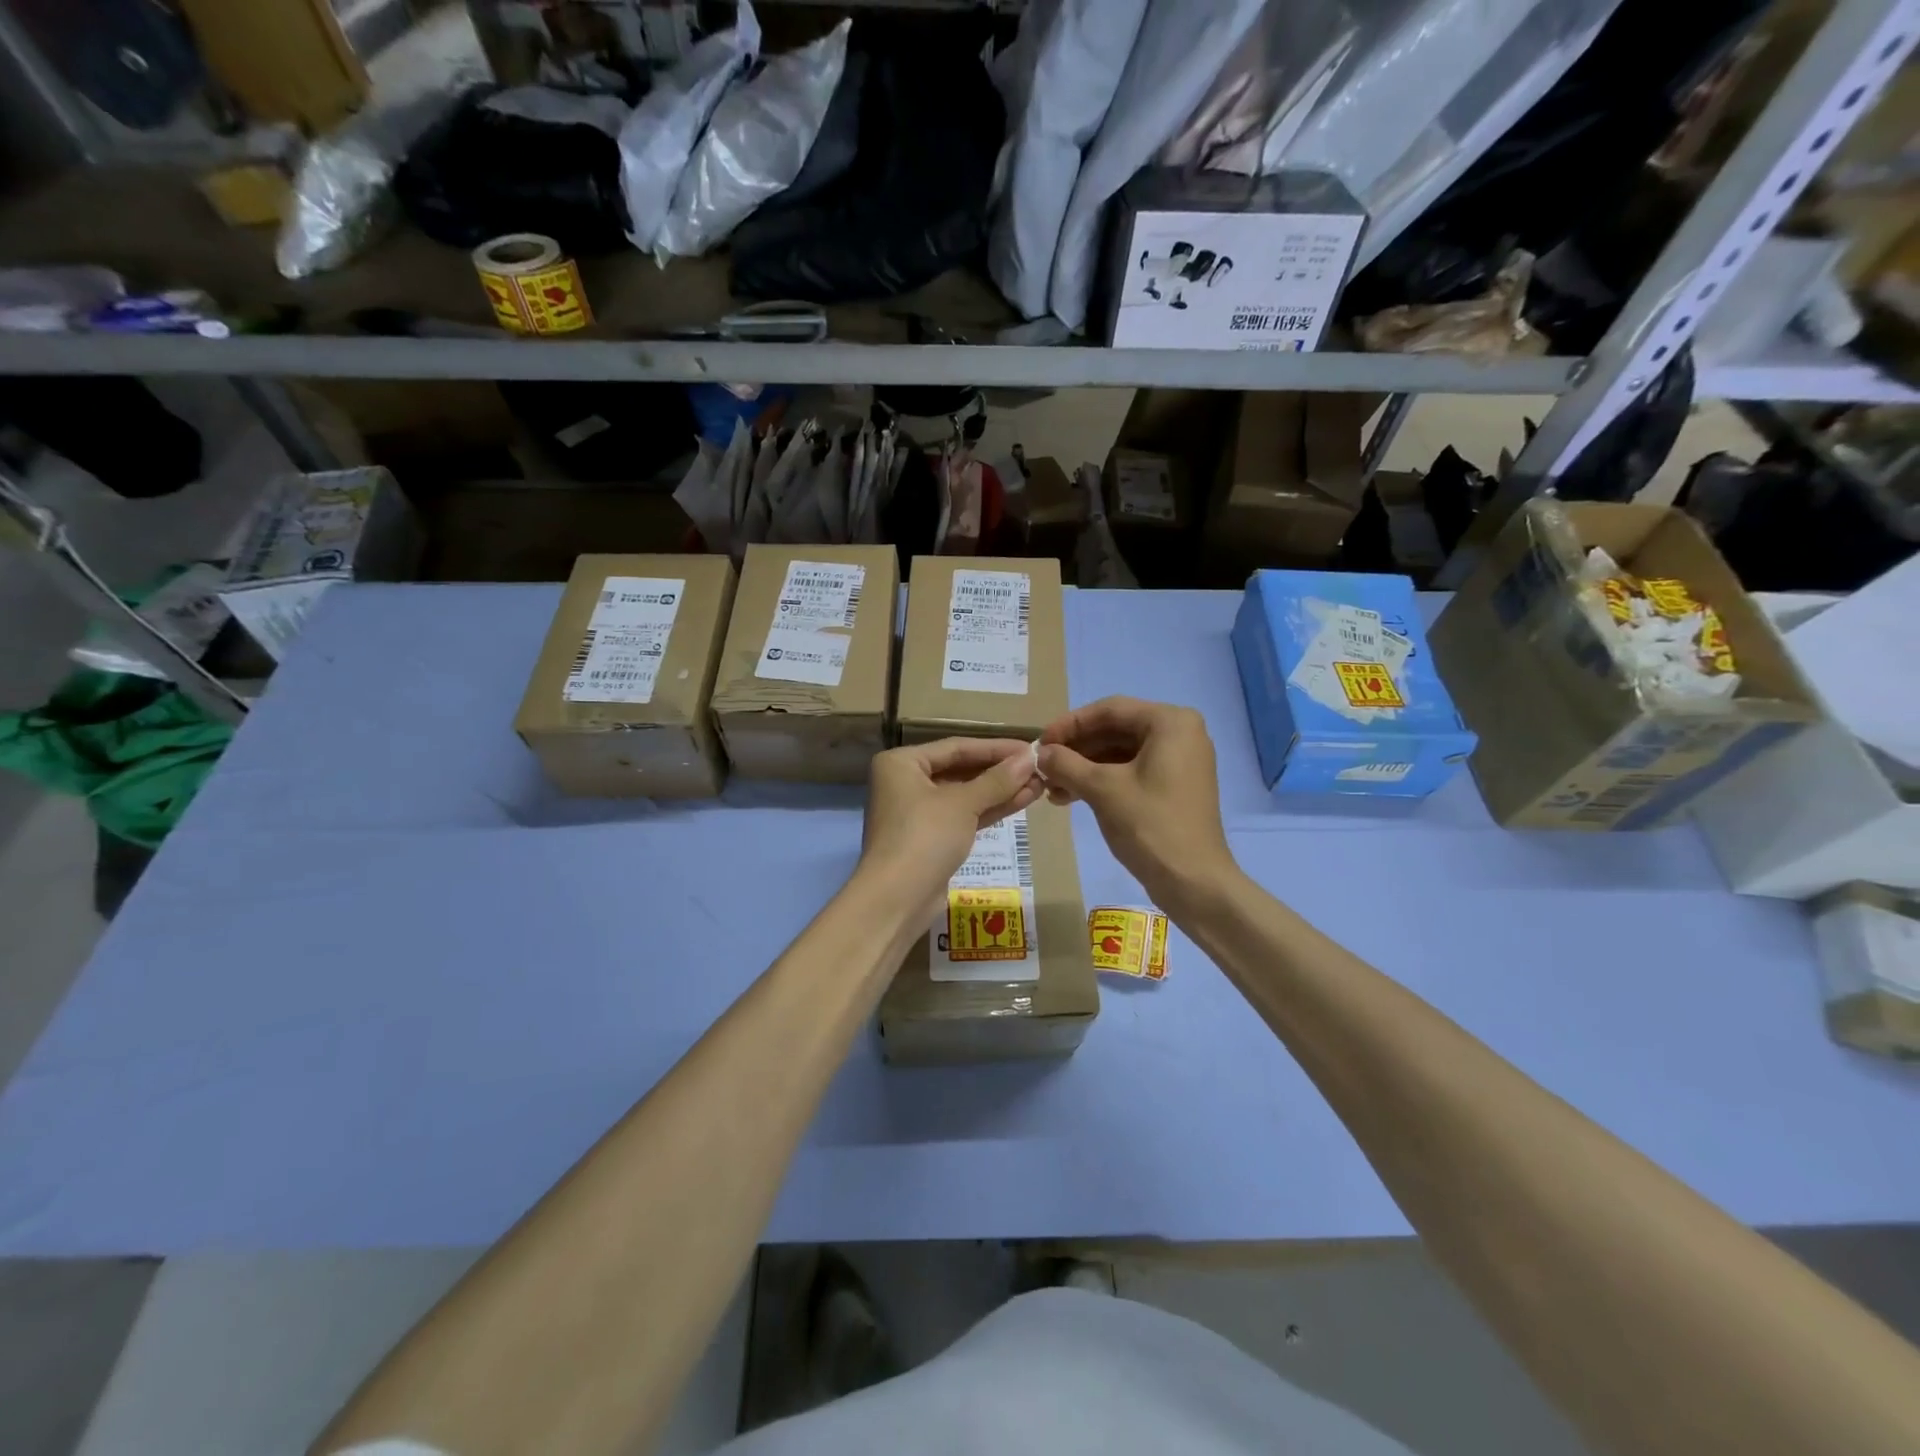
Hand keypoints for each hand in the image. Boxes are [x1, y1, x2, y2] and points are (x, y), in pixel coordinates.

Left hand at [860, 738, 1044, 911]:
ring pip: (965, 795)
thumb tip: (1030, 758)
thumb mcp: (962, 804)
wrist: (896, 900)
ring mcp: (918, 813)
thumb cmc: (924, 838)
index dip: (996, 747)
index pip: (957, 747)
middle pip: (961, 769)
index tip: (1031, 748)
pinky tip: (1023, 801)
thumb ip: (997, 780)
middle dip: (1000, 771)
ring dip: (1000, 790)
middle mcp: (906, 783)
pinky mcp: (932, 838)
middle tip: (1039, 768)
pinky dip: (990, 809)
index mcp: (902, 763)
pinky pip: (964, 815)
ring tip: (1039, 784)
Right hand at [1039, 697, 1235, 911]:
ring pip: (1120, 753)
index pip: (1109, 710)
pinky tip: (1070, 797)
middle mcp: (1180, 734)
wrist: (1192, 881)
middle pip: (1115, 730)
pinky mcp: (1174, 786)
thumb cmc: (1149, 825)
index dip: (1070, 724)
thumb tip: (1040, 753)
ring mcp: (1179, 761)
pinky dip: (1101, 781)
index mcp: (1170, 722)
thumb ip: (1066, 764)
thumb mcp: (1102, 789)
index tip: (1040, 742)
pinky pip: (1131, 772)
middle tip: (1043, 766)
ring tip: (1050, 787)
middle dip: (1076, 749)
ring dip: (1084, 768)